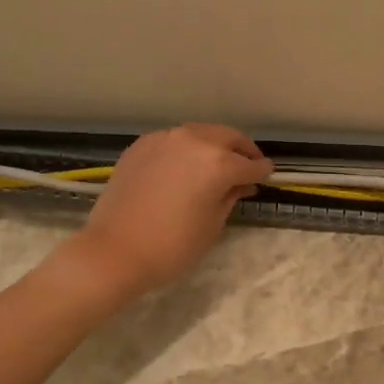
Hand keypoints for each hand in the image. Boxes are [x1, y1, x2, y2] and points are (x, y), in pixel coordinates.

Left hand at [70, 123, 272, 297]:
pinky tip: (186, 166)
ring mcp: (165, 139)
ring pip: (201, 133)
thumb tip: (241, 183)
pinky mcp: (142, 145)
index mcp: (218, 163)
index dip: (262, 172)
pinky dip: (187, 149)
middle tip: (248, 165)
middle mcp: (194, 141)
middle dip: (242, 150)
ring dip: (215, 145)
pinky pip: (174, 140)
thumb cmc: (172, 246)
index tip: (268, 175)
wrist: (115, 250)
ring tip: (218, 164)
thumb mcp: (213, 225)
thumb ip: (230, 196)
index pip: (251, 165)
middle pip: (228, 137)